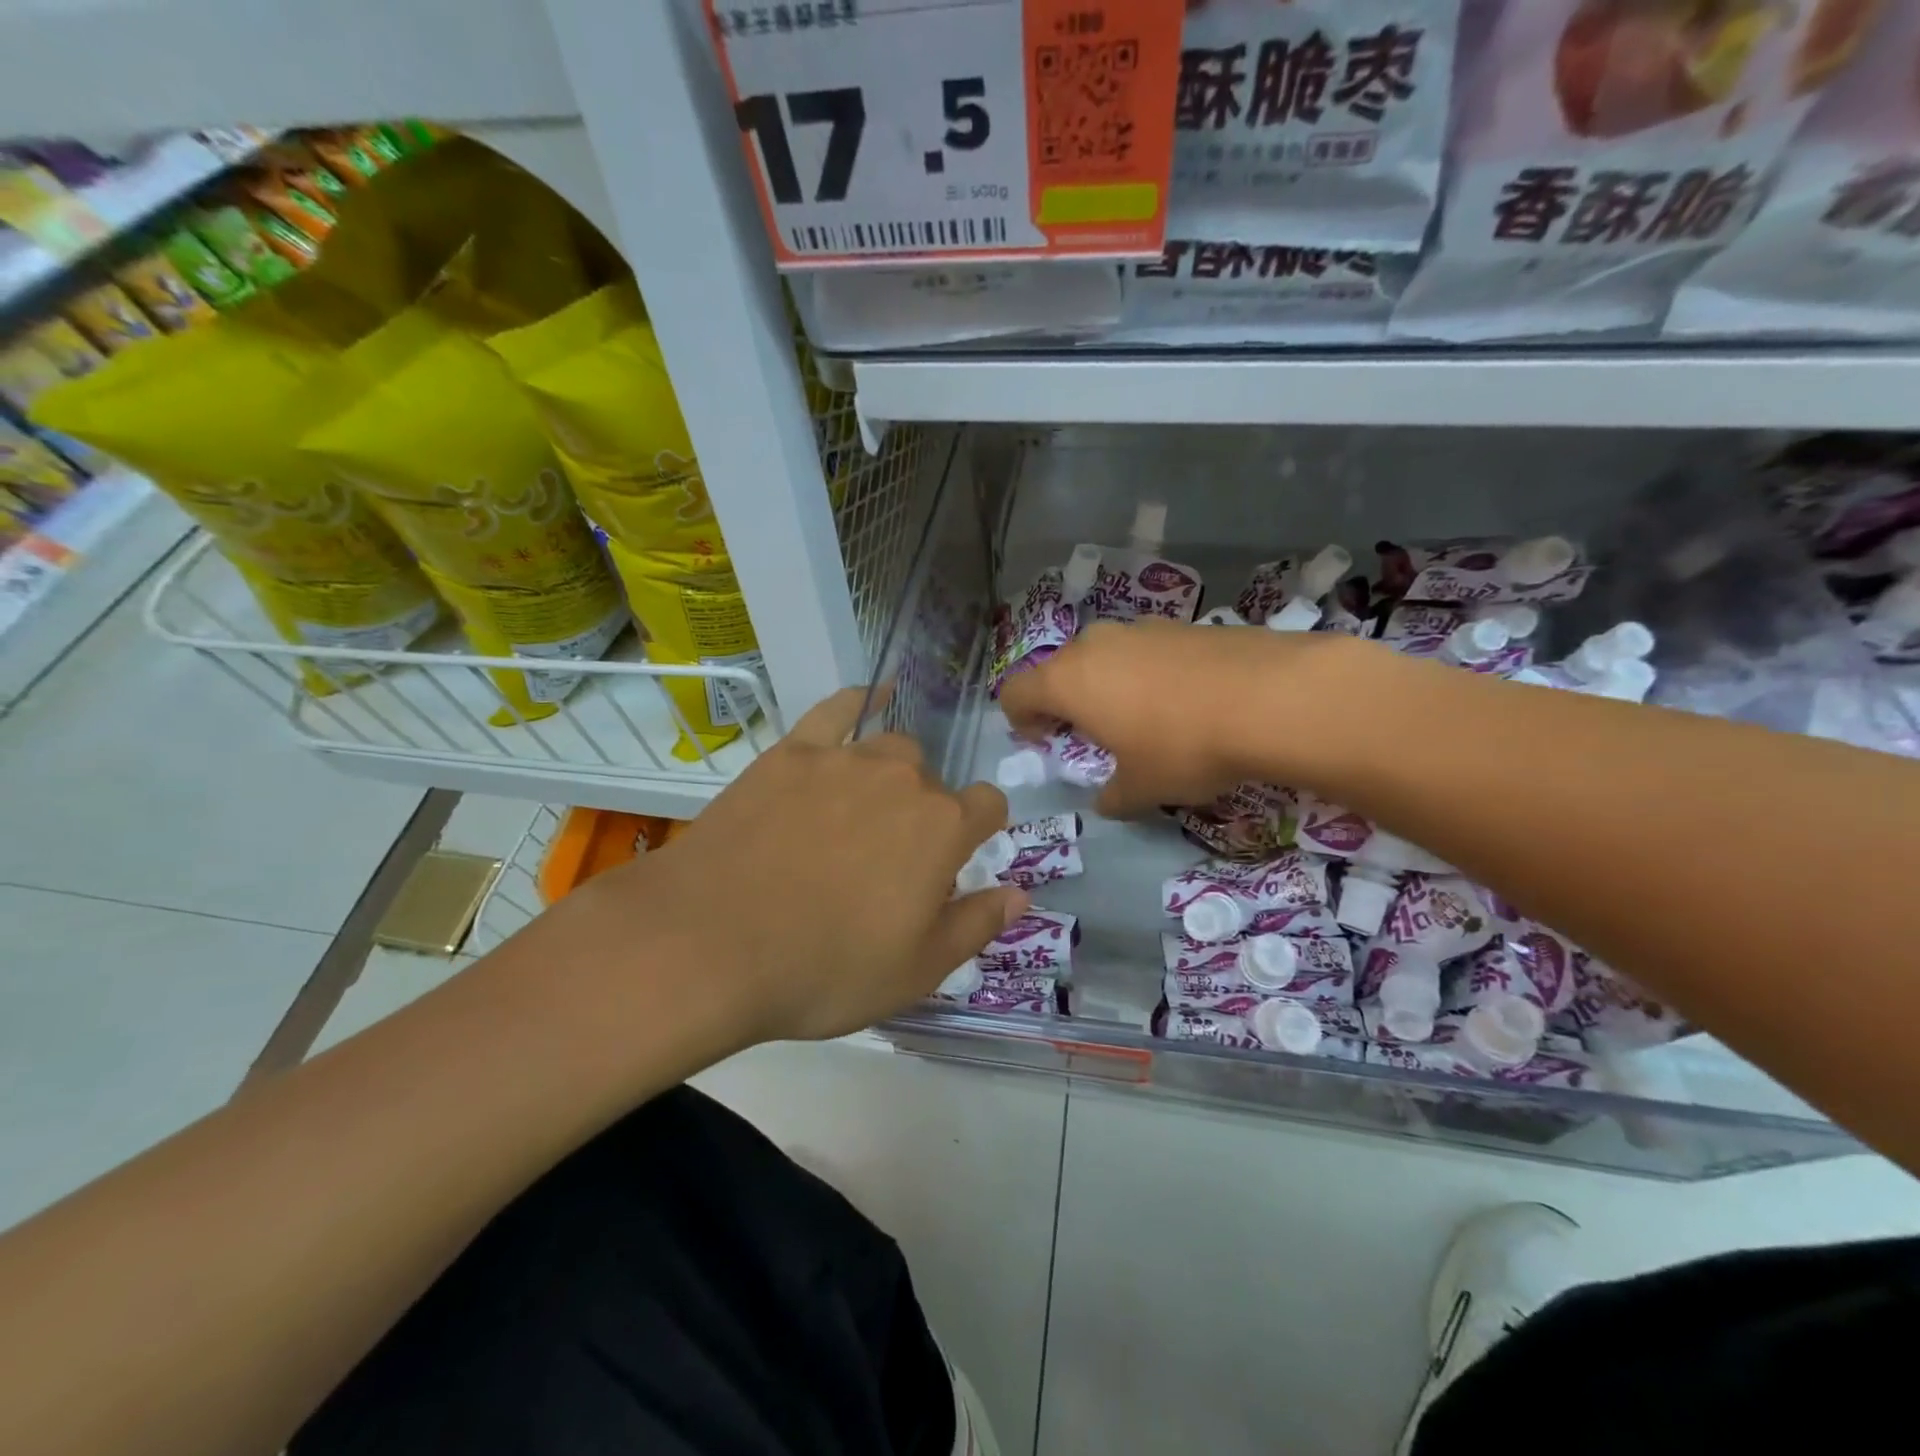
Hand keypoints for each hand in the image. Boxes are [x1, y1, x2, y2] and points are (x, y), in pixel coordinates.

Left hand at [571, 689, 1027, 1044]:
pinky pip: (837, 709)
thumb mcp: (917, 970)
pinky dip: (859, 701)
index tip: (955, 864)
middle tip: (887, 865)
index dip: (979, 832)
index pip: (988, 806)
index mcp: (943, 828)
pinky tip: (870, 696)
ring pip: (891, 750)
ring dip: (890, 777)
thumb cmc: (824, 968)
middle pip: (934, 783)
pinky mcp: (791, 752)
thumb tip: (1021, 893)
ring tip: (861, 814)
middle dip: (925, 816)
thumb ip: (977, 924)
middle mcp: (903, 778)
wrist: (709, 944)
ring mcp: (844, 758)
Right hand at [999, 619, 1365, 816]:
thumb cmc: (1184, 747)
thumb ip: (1113, 795)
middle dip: (1067, 701)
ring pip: (1106, 656)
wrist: (1273, 696)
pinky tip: (1184, 701)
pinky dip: (1149, 673)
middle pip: (1061, 669)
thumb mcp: (1142, 788)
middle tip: (1092, 733)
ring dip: (1109, 684)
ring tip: (1142, 717)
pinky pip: (1147, 649)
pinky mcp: (1184, 623)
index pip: (1016, 692)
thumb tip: (1106, 800)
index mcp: (1069, 680)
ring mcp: (1142, 627)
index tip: (1042, 740)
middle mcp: (1097, 644)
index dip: (1020, 718)